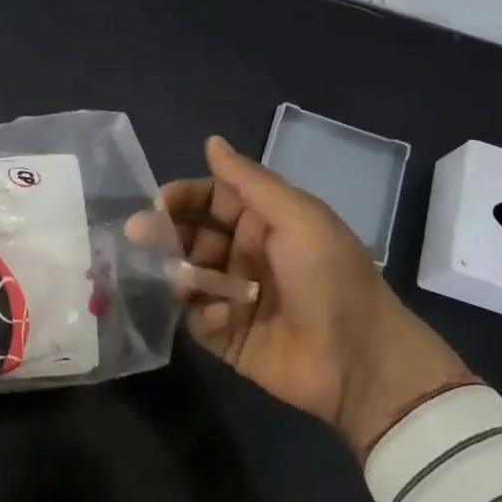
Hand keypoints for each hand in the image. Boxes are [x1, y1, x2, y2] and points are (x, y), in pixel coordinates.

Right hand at [160, 136, 472, 461]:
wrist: (360, 360)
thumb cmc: (329, 277)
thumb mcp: (298, 217)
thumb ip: (250, 182)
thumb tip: (211, 141)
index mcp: (265, 222)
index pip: (212, 198)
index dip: (185, 196)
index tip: (159, 202)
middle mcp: (246, 255)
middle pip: (192, 235)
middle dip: (167, 233)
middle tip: (141, 235)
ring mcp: (234, 297)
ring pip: (187, 275)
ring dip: (182, 273)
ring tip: (184, 280)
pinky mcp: (228, 337)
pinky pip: (198, 319)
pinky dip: (206, 315)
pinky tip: (227, 318)